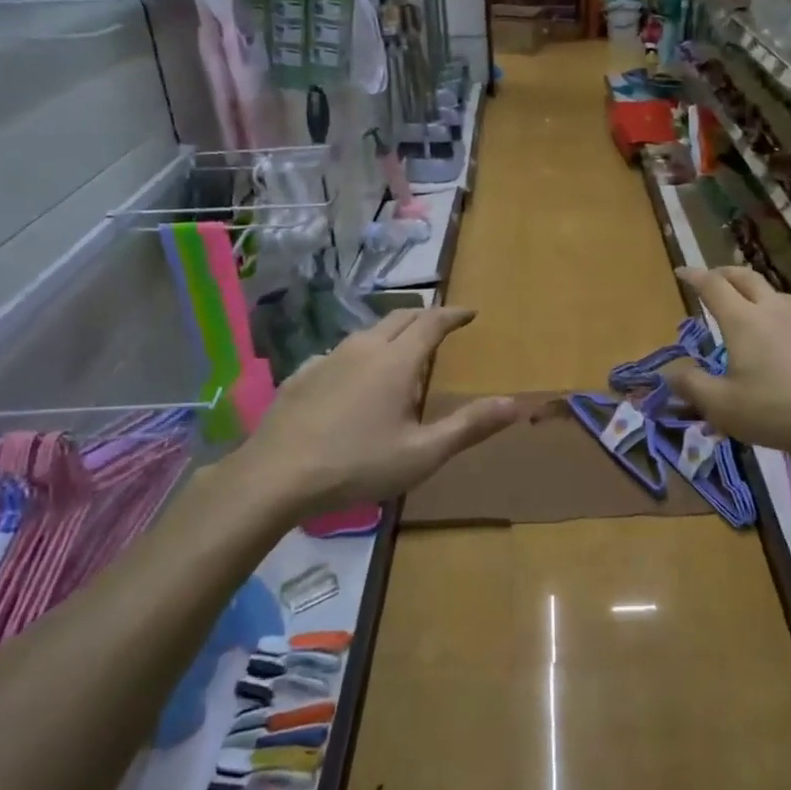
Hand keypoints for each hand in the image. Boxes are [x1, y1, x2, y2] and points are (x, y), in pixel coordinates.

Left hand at [212, 308, 517, 523]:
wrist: (275, 477)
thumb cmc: (357, 464)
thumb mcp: (423, 453)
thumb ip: (469, 426)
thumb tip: (515, 403)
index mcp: (396, 362)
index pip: (432, 323)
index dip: (453, 314)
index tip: (470, 312)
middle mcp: (363, 348)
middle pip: (399, 318)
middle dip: (424, 316)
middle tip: (441, 325)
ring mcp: (327, 359)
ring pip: (366, 333)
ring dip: (391, 333)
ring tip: (401, 350)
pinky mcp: (301, 375)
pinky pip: (339, 353)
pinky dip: (359, 354)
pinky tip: (352, 377)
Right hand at [661, 266, 790, 466]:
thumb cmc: (776, 409)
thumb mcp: (721, 406)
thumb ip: (691, 386)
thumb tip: (670, 371)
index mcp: (743, 320)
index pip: (713, 286)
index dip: (694, 276)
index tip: (681, 271)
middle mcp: (775, 310)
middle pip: (747, 278)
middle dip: (726, 273)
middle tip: (714, 278)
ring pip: (778, 295)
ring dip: (759, 294)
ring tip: (752, 307)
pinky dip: (788, 322)